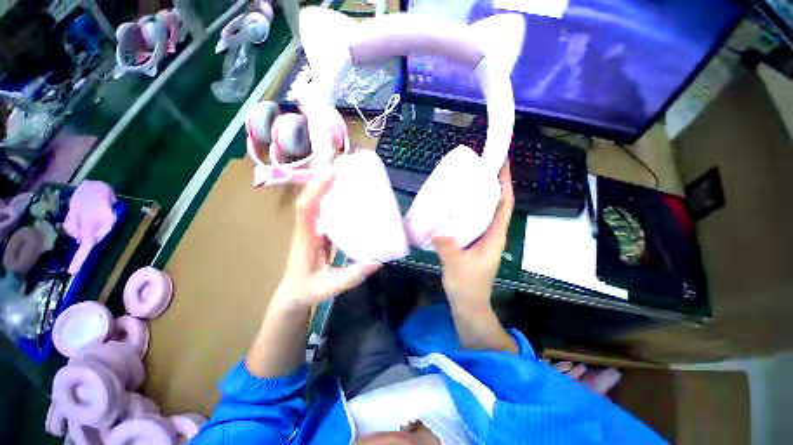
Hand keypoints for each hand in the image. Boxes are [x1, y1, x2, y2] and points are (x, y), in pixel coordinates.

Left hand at [274, 170, 380, 310]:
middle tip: (345, 167)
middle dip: (324, 180)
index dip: (317, 189)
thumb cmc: (307, 291)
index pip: (305, 208)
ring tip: (347, 176)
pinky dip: (333, 199)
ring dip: (328, 187)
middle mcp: (306, 228)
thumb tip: (378, 261)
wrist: (292, 296)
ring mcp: (311, 229)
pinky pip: (323, 210)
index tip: (333, 174)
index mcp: (305, 239)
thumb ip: (352, 276)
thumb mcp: (330, 286)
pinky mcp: (318, 232)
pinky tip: (348, 198)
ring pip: (316, 202)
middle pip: (310, 198)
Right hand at [433, 162, 513, 311]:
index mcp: (495, 236)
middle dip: (492, 184)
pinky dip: (467, 210)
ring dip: (479, 196)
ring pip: (484, 212)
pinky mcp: (472, 243)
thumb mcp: (456, 265)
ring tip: (467, 180)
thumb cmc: (468, 286)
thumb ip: (447, 246)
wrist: (468, 304)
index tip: (501, 164)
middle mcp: (492, 234)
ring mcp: (482, 239)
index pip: (505, 205)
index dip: (505, 183)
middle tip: (479, 167)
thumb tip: (437, 228)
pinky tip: (453, 205)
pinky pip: (472, 220)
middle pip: (496, 204)